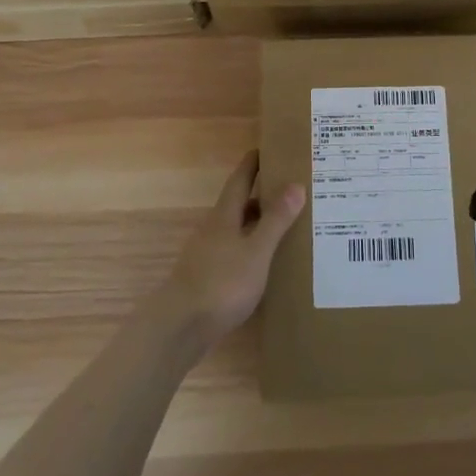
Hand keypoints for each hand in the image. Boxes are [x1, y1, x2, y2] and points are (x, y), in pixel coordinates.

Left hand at [155, 151, 304, 350]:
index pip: (240, 180)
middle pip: (240, 204)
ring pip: (238, 229)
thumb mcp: (256, 251)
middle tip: (292, 188)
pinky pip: (236, 252)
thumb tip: (295, 184)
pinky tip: (268, 261)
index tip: (268, 148)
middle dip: (263, 194)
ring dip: (259, 223)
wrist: (180, 328)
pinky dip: (253, 248)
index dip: (253, 163)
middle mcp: (214, 230)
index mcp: (224, 216)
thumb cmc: (221, 283)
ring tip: (288, 224)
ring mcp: (209, 254)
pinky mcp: (209, 278)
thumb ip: (275, 220)